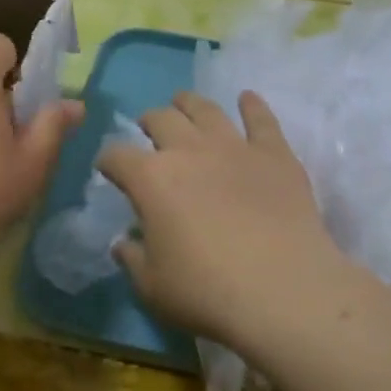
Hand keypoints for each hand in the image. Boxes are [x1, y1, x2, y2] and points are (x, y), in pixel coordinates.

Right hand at [97, 91, 353, 358]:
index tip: (109, 170)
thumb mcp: (152, 287)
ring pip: (205, 110)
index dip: (108, 161)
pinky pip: (261, 119)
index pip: (116, 156)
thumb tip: (123, 243)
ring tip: (183, 103)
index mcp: (150, 179)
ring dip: (189, 103)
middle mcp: (188, 150)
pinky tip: (247, 98)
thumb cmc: (207, 292)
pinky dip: (252, 106)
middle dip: (149, 122)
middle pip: (161, 120)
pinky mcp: (275, 154)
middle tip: (148, 131)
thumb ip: (133, 259)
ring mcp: (234, 147)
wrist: (283, 290)